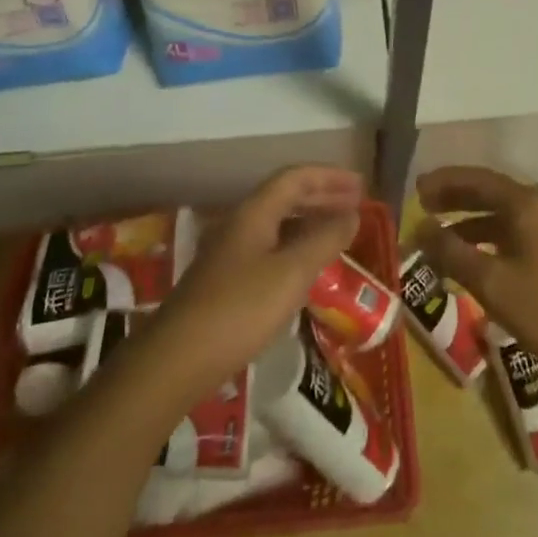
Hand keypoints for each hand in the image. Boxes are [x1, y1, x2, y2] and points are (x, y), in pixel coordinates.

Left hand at [144, 166, 362, 398]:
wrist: (177, 359)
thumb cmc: (239, 309)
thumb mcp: (291, 273)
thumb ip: (324, 240)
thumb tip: (353, 214)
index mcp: (254, 212)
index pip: (295, 178)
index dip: (329, 176)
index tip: (361, 185)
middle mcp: (240, 224)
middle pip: (285, 197)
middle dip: (322, 197)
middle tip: (356, 205)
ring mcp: (229, 253)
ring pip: (277, 224)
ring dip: (309, 223)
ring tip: (338, 233)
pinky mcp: (225, 282)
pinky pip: (269, 249)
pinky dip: (295, 248)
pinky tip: (307, 270)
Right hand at [414, 166, 537, 387]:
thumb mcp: (493, 285)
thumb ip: (453, 254)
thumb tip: (421, 228)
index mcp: (527, 205)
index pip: (478, 179)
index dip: (445, 182)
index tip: (417, 189)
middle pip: (493, 194)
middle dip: (457, 199)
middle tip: (426, 206)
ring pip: (508, 217)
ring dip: (475, 223)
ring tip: (446, 239)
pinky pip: (522, 235)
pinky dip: (495, 241)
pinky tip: (484, 264)